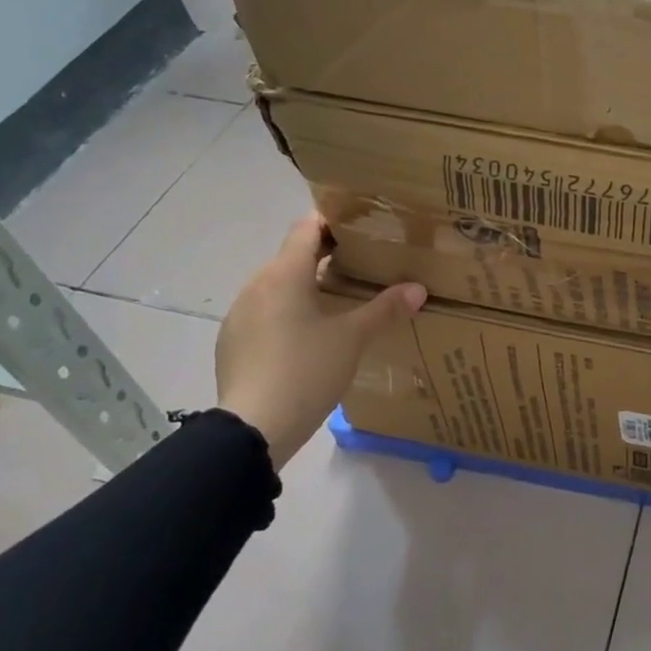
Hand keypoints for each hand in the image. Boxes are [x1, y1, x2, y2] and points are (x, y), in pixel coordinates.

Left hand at [215, 215, 426, 466]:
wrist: (253, 429)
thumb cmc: (306, 370)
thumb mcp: (353, 338)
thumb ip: (385, 309)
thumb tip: (418, 289)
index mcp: (284, 274)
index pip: (307, 227)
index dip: (334, 221)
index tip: (362, 227)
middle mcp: (256, 285)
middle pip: (293, 256)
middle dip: (326, 256)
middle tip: (363, 265)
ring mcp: (240, 315)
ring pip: (278, 286)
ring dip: (306, 287)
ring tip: (340, 302)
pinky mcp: (233, 342)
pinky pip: (266, 313)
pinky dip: (288, 313)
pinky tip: (309, 338)